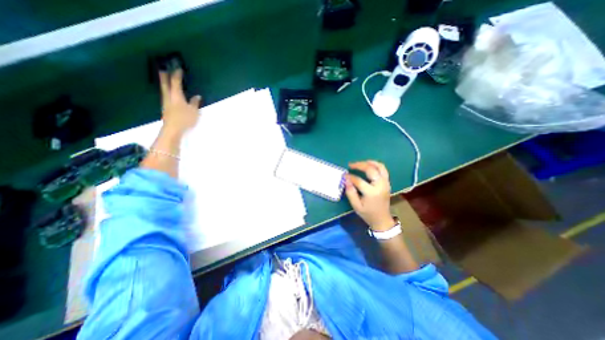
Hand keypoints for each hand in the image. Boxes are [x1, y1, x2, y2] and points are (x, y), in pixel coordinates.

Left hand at [157, 69, 199, 134]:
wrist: (173, 130)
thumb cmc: (185, 119)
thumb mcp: (194, 111)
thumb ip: (195, 103)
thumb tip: (197, 96)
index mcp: (176, 95)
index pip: (175, 81)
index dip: (177, 74)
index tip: (178, 68)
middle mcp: (169, 96)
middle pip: (165, 83)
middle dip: (165, 75)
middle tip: (163, 68)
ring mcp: (166, 102)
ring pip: (164, 89)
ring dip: (165, 83)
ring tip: (166, 79)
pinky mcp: (166, 108)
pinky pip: (166, 96)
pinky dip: (168, 91)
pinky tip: (171, 93)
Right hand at [346, 161, 397, 232]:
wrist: (382, 220)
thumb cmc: (368, 214)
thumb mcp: (356, 206)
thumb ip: (350, 192)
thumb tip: (345, 180)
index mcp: (372, 192)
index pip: (359, 180)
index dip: (350, 177)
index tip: (344, 175)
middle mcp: (380, 185)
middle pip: (371, 170)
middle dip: (359, 165)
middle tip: (351, 165)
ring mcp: (385, 183)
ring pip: (380, 167)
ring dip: (369, 162)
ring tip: (360, 162)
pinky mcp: (387, 183)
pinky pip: (383, 170)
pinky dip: (376, 165)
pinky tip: (369, 166)